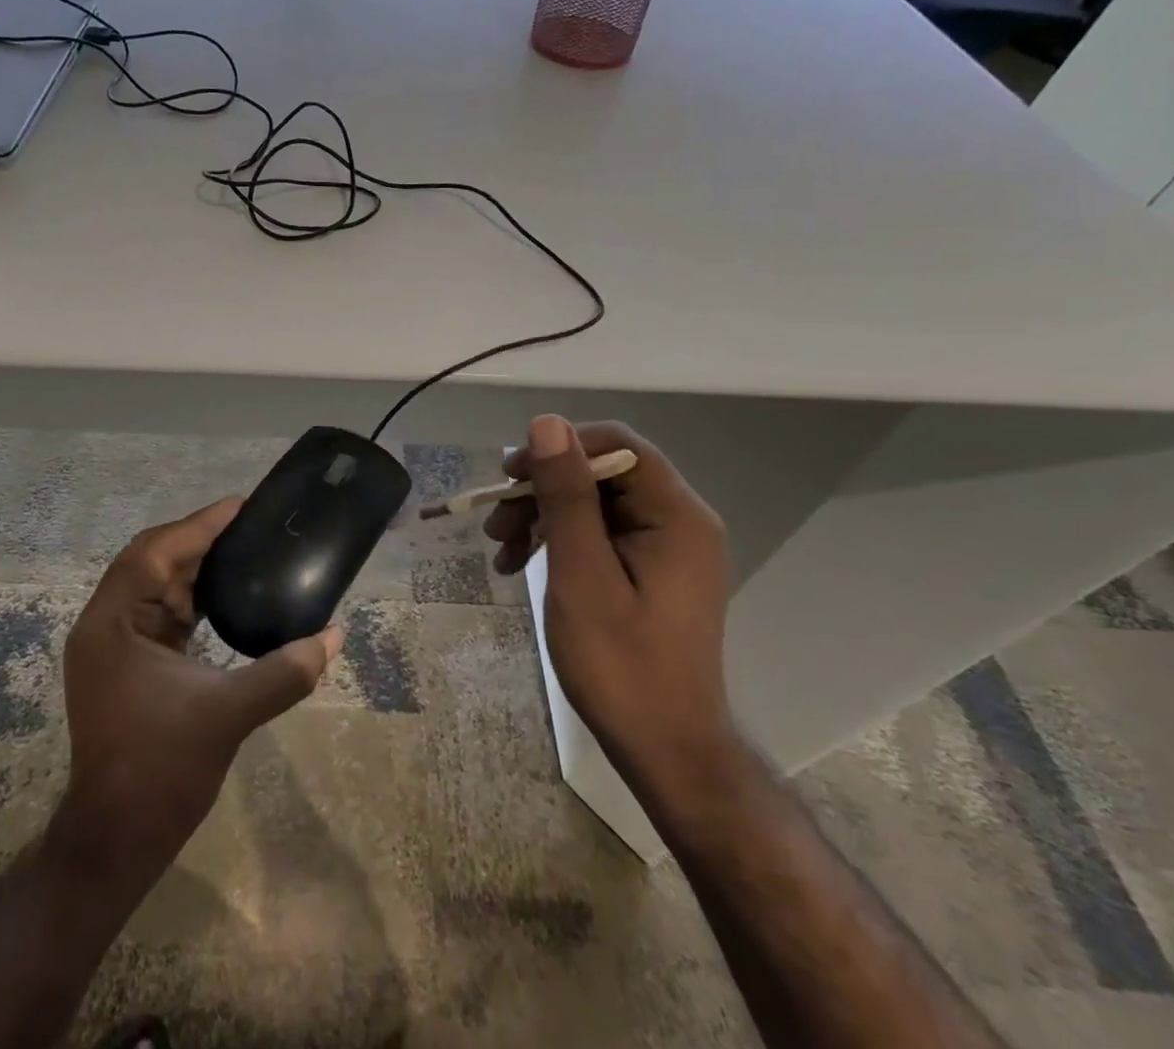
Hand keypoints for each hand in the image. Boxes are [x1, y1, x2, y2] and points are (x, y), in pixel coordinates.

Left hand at [55, 498, 341, 878]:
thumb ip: (284, 671)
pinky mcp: (129, 666)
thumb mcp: (228, 715)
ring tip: (246, 549)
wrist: (116, 842)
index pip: (154, 552)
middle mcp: (107, 624)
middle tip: (250, 525)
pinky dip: (193, 598)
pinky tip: (227, 595)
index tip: (241, 505)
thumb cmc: (160, 771)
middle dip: (199, 540)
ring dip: (197, 567)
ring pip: (156, 586)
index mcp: (113, 623)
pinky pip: (161, 613)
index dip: (199, 525)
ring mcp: (114, 647)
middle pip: (152, 561)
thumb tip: (335, 635)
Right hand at [486, 416, 735, 795]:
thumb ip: (566, 496)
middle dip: (542, 490)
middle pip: (601, 472)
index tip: (511, 476)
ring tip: (499, 549)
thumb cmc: (622, 665)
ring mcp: (665, 546)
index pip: (617, 444)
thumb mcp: (582, 574)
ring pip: (593, 502)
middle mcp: (678, 520)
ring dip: (541, 516)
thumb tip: (547, 423)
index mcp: (676, 515)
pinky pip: (598, 533)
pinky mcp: (649, 568)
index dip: (560, 448)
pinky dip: (557, 540)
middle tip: (494, 520)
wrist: (666, 750)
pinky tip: (518, 564)